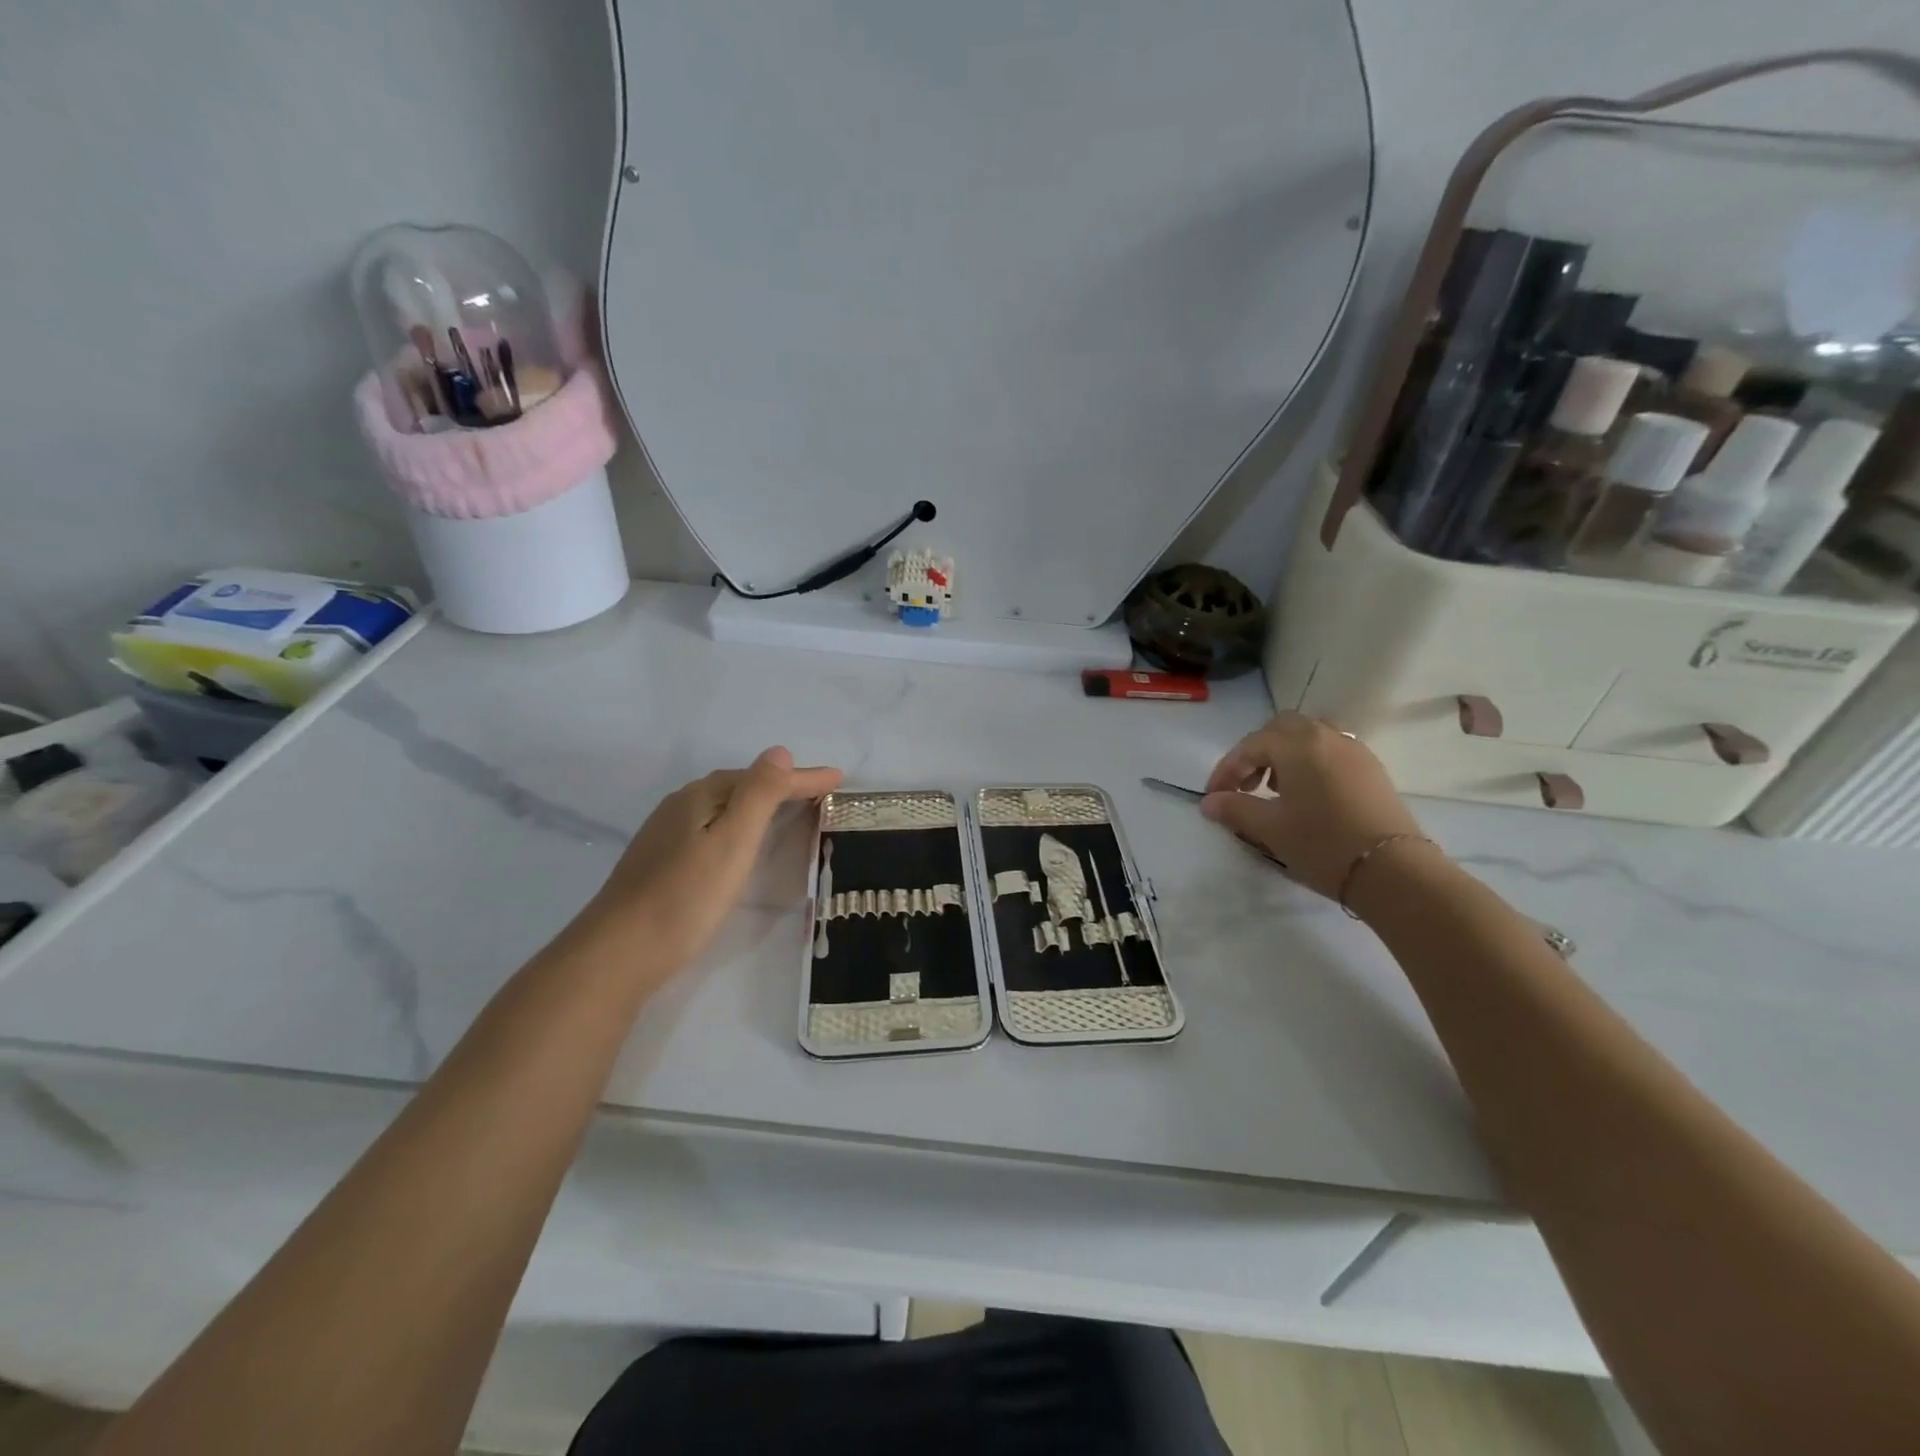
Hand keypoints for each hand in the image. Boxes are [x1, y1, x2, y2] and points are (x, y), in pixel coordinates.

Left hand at [579, 747, 842, 972]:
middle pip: (739, 786)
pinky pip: (711, 827)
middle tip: (819, 791)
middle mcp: (680, 806)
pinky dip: (738, 824)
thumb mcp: (733, 841)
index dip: (802, 778)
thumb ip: (759, 794)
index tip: (839, 779)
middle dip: (780, 785)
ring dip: (758, 803)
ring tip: (788, 809)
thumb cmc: (686, 896)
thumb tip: (780, 752)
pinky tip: (740, 842)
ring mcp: (666, 835)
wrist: (619, 953)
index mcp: (700, 796)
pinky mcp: (660, 862)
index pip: (761, 778)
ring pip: (722, 806)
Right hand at [1200, 712, 1427, 900]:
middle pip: (1281, 729)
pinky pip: (1330, 751)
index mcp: (1298, 745)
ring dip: (1284, 755)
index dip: (1226, 770)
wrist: (1393, 871)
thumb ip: (1235, 809)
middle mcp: (1326, 736)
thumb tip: (1209, 802)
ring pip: (1309, 736)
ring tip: (1274, 789)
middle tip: (1245, 785)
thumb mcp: (1270, 828)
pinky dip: (1309, 762)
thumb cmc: (1322, 844)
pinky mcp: (1371, 769)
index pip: (1250, 746)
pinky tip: (1306, 795)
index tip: (1214, 797)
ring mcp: (1354, 750)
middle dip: (1256, 752)